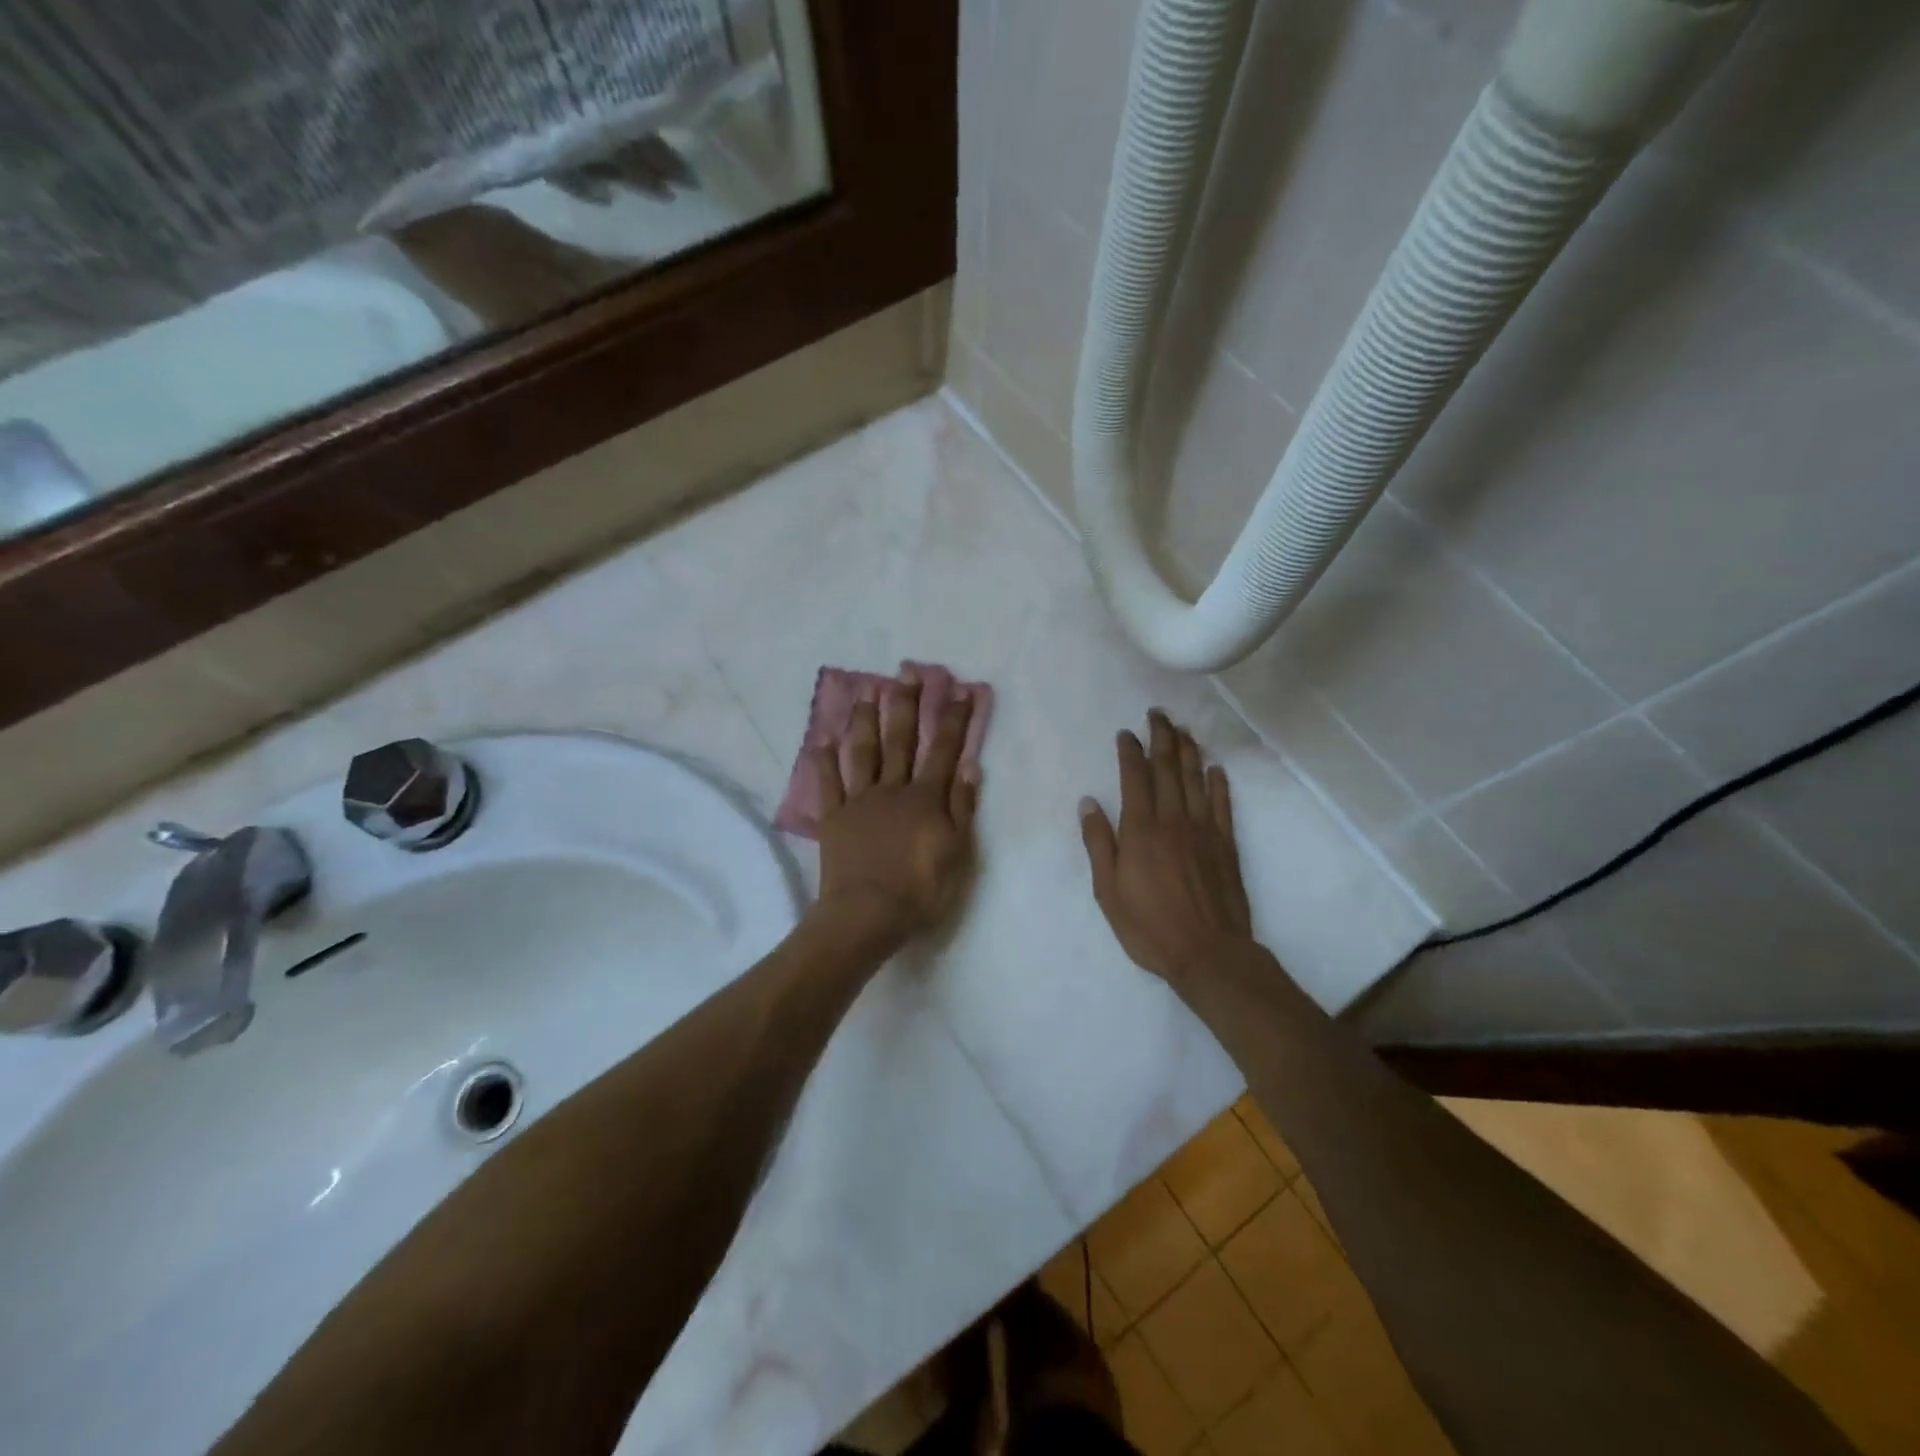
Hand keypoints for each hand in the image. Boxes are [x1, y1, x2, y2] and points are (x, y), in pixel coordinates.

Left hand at [812, 671, 981, 942]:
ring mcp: (860, 801)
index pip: (944, 750)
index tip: (960, 689)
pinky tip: (822, 740)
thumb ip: (962, 808)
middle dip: (906, 704)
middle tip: (907, 671)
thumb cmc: (920, 889)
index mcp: (925, 797)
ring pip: (863, 752)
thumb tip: (970, 767)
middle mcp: (892, 789)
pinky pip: (828, 784)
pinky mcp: (834, 818)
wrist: (867, 915)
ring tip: (867, 689)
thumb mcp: (957, 853)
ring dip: (866, 719)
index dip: (953, 718)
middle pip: (900, 740)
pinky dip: (824, 761)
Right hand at [1079, 710, 1256, 995]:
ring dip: (1189, 751)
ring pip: (1195, 780)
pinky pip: (1222, 805)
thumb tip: (1089, 803)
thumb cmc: (1149, 926)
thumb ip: (1099, 844)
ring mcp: (1203, 830)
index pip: (1135, 779)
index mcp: (1141, 830)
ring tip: (1183, 729)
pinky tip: (1215, 768)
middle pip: (1168, 769)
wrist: (1209, 952)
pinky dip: (1218, 783)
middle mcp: (1173, 820)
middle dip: (1161, 738)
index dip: (1131, 752)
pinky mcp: (1225, 844)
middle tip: (1158, 714)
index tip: (1127, 733)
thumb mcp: (1108, 891)